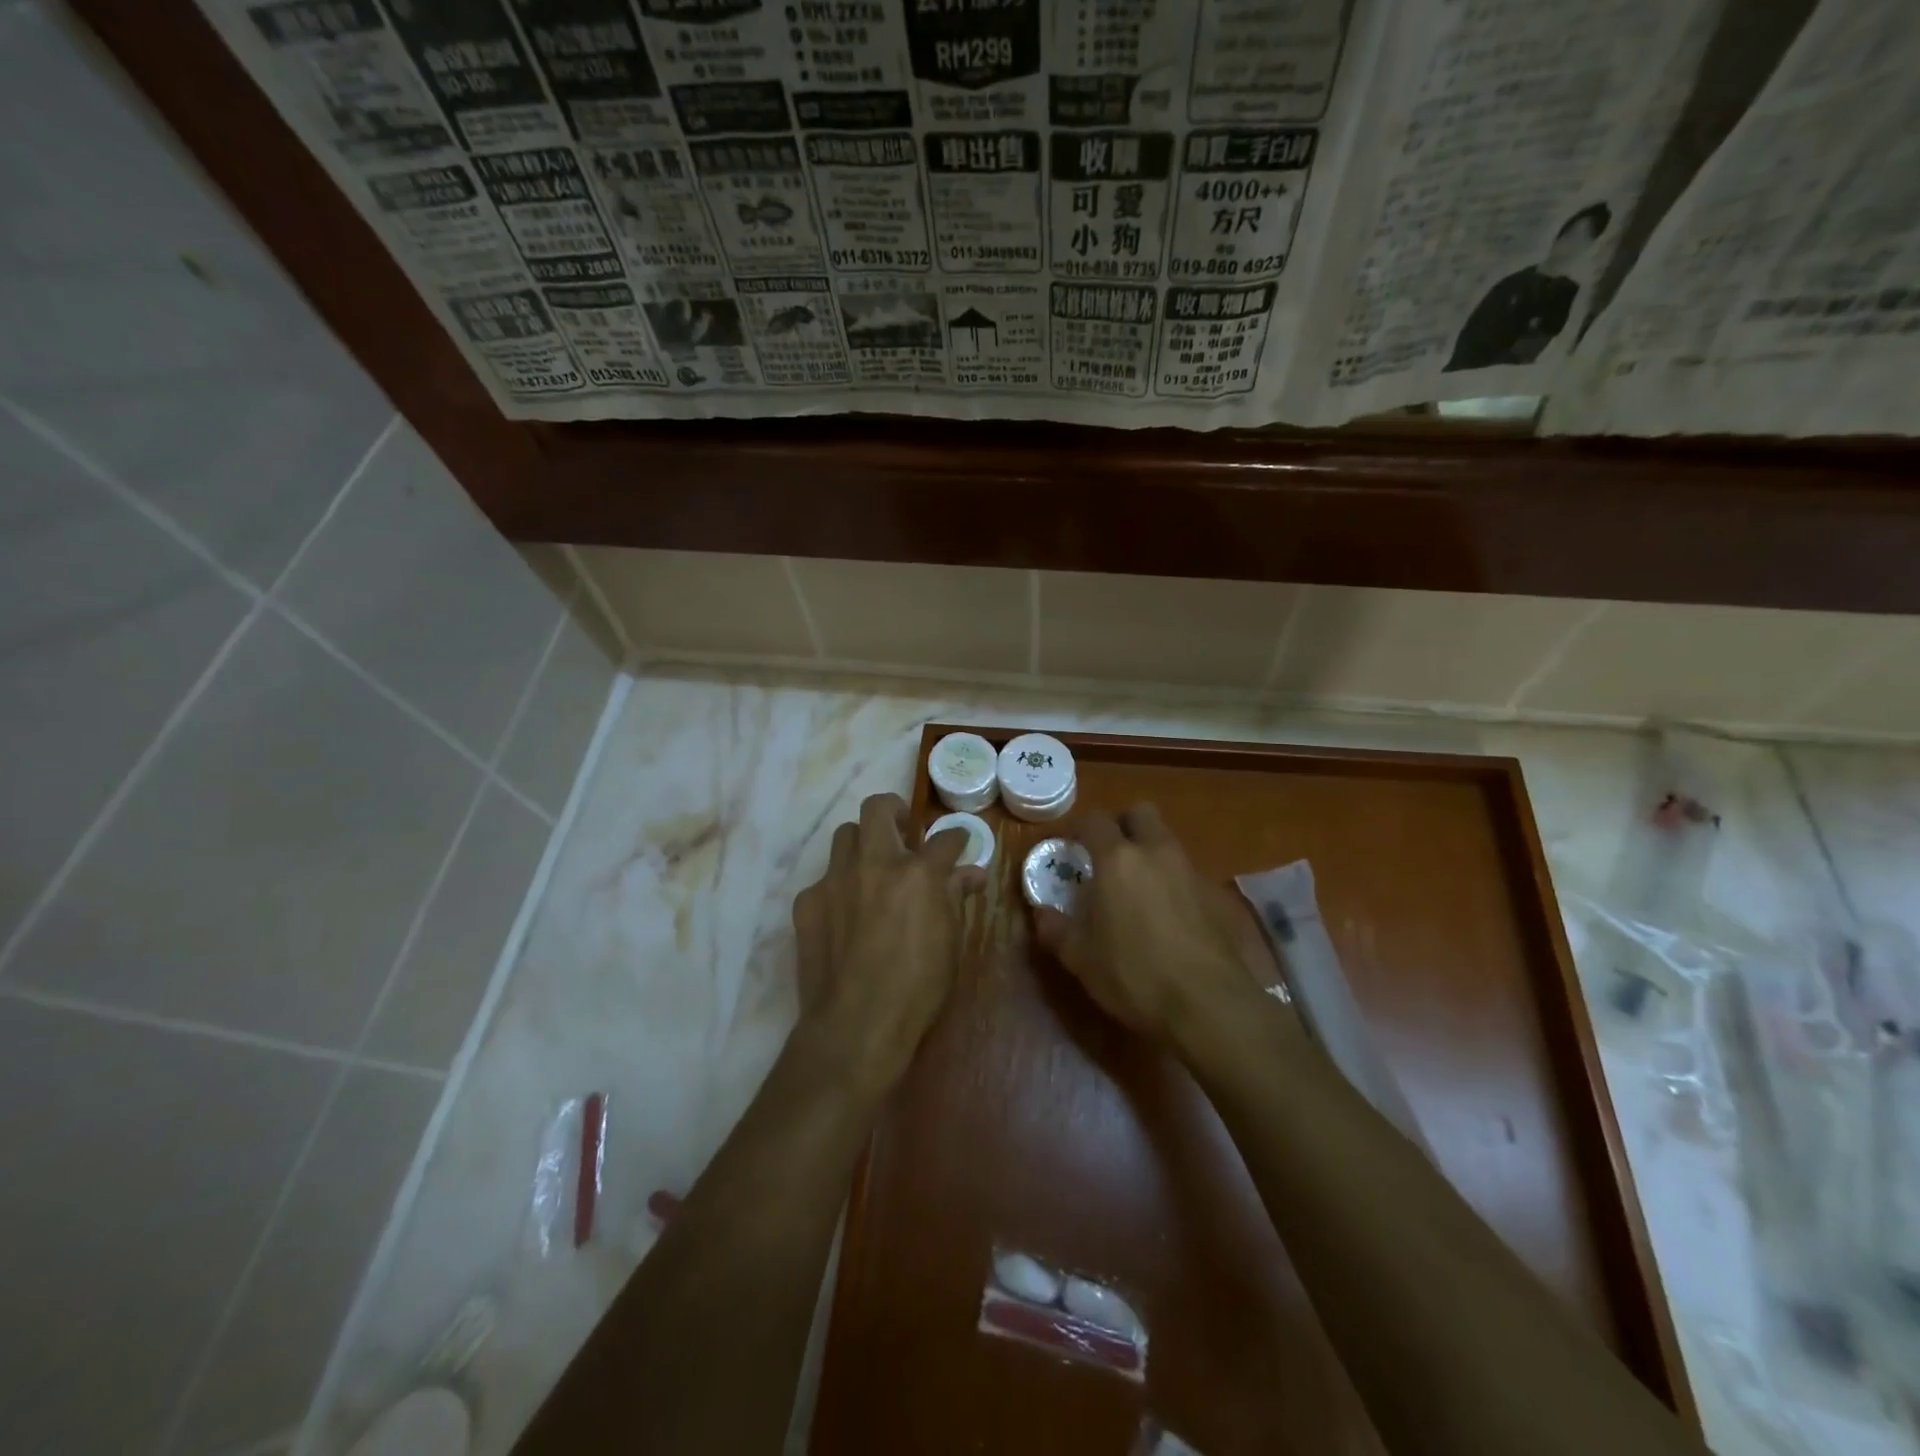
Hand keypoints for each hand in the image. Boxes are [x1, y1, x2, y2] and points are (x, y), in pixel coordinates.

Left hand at [791, 792, 980, 1089]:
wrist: (856, 1023)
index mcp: (918, 873)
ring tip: (872, 867)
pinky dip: (839, 886)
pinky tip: (845, 913)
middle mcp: (875, 863)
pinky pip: (825, 878)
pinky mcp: (808, 900)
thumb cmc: (918, 987)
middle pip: (878, 808)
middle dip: (894, 811)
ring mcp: (836, 879)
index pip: (945, 839)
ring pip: (845, 834)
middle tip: (903, 831)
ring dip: (862, 843)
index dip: (956, 838)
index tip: (957, 843)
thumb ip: (955, 897)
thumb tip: (971, 873)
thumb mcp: (950, 942)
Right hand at [1032, 803, 1281, 1046]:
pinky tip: (1162, 913)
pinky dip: (1169, 879)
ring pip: (1166, 841)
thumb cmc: (1135, 975)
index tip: (1066, 845)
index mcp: (1118, 860)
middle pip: (1140, 813)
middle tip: (1105, 854)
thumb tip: (1040, 914)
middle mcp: (1156, 853)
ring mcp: (1189, 872)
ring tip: (1132, 887)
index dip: (1077, 827)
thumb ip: (1057, 930)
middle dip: (1122, 824)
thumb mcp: (1082, 959)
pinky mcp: (1213, 896)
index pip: (1094, 821)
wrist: (1209, 1005)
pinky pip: (1185, 871)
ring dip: (1148, 850)